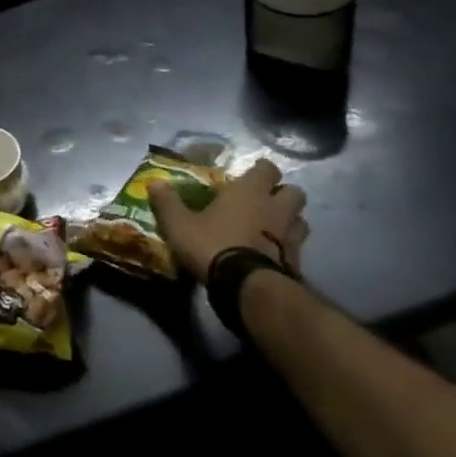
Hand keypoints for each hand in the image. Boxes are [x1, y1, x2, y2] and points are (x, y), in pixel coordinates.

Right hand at [150, 158, 308, 283]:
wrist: (247, 287)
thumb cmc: (212, 244)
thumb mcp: (179, 223)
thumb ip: (167, 202)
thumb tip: (155, 182)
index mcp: (249, 192)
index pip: (268, 169)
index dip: (262, 170)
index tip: (252, 173)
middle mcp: (275, 209)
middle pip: (295, 193)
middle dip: (283, 194)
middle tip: (265, 200)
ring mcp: (291, 237)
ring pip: (301, 220)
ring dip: (290, 221)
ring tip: (273, 227)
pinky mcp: (297, 263)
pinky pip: (298, 248)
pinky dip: (289, 249)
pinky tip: (274, 255)